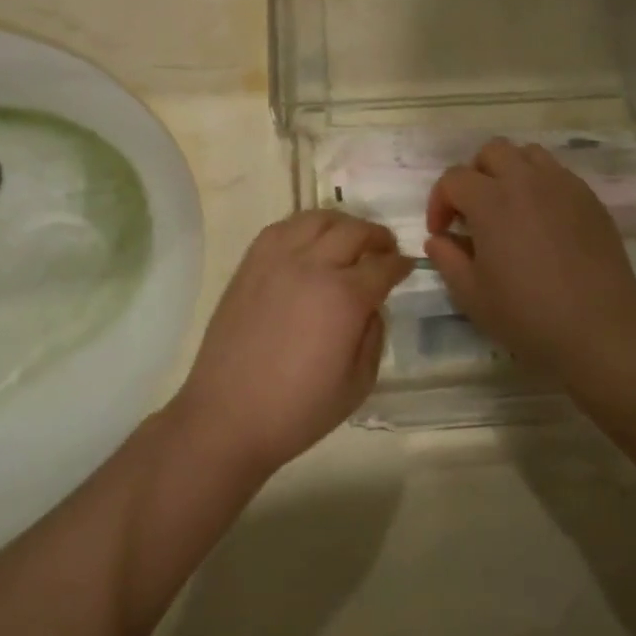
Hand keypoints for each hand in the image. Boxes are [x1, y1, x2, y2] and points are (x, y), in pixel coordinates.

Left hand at [171, 211, 409, 483]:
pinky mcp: (250, 263)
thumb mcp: (359, 383)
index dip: (401, 264)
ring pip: (317, 218)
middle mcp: (312, 266)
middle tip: (384, 249)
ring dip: (342, 223)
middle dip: (377, 237)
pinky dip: (304, 227)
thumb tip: (372, 305)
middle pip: (354, 231)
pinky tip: (309, 243)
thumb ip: (374, 334)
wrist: (228, 416)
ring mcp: (277, 260)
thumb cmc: (299, 409)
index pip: (383, 265)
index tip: (407, 267)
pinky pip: (282, 227)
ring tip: (348, 239)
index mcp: (344, 297)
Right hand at [425, 139, 635, 374]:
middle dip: (474, 175)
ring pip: (528, 154)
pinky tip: (543, 221)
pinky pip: (558, 174)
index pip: (453, 178)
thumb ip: (447, 259)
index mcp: (491, 201)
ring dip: (510, 172)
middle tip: (474, 212)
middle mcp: (526, 181)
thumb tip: (438, 239)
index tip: (442, 232)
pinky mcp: (590, 199)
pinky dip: (541, 185)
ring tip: (509, 207)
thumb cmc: (528, 315)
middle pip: (492, 152)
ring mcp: (563, 186)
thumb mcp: (471, 295)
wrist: (600, 330)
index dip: (439, 202)